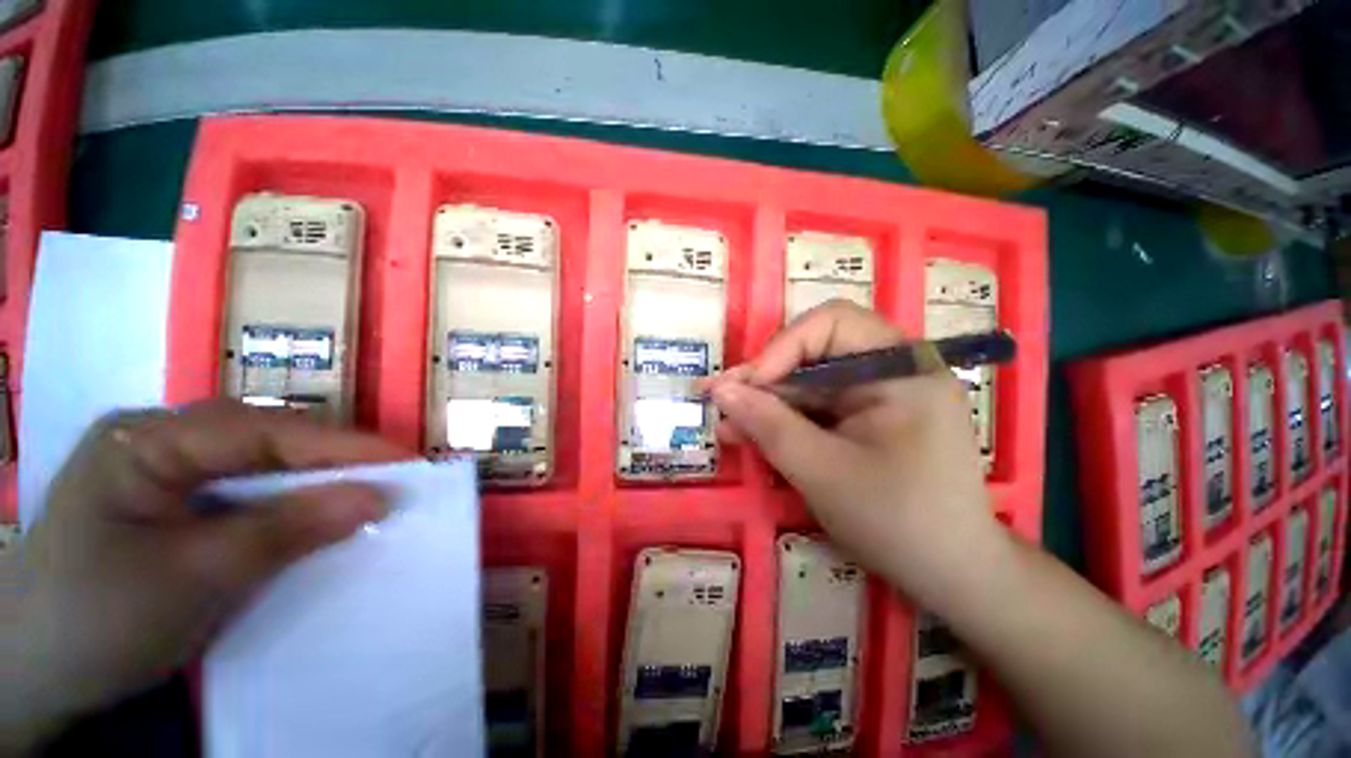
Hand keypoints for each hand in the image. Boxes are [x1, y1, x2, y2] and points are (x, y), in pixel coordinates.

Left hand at [2, 400, 408, 751]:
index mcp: (147, 439)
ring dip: (312, 482)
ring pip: (258, 464)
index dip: (342, 447)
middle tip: (394, 480)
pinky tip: (309, 519)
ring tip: (363, 496)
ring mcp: (162, 470)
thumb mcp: (194, 577)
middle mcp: (159, 439)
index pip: (266, 431)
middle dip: (333, 461)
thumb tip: (377, 498)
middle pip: (266, 439)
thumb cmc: (98, 619)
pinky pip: (243, 492)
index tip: (408, 464)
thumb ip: (287, 531)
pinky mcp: (169, 503)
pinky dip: (285, 504)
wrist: (33, 671)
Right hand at [704, 300, 998, 598]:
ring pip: (808, 382)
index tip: (747, 387)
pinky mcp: (866, 417)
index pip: (832, 323)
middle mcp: (892, 369)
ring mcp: (879, 394)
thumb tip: (719, 390)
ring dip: (767, 403)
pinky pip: (816, 406)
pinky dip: (783, 420)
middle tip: (722, 404)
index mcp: (902, 368)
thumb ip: (768, 425)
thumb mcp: (823, 471)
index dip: (782, 347)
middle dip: (765, 380)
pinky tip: (752, 435)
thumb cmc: (898, 521)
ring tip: (728, 426)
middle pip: (814, 352)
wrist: (952, 576)